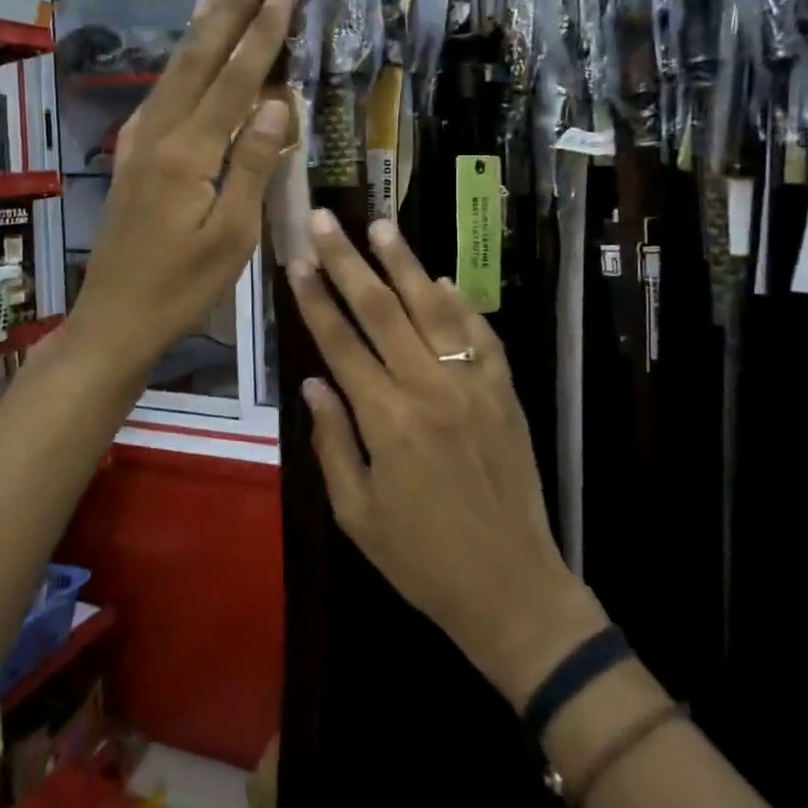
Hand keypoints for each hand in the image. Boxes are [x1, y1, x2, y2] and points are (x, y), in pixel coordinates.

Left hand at [70, 0, 290, 374]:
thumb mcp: (231, 235)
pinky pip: (161, 99)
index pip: (234, 80)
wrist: (114, 319)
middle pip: (197, 62)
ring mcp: (139, 145)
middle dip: (228, 15)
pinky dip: (180, 69)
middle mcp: (159, 135)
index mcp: (188, 153)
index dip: (261, 34)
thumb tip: (279, 106)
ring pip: (173, 75)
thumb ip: (253, 166)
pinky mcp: (131, 159)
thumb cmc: (183, 287)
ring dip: (201, 34)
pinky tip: (185, 62)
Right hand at [287, 212, 606, 708]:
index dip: (315, 299)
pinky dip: (461, 305)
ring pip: (434, 309)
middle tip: (326, 221)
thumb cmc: (422, 560)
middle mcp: (429, 388)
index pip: (341, 343)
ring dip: (405, 264)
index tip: (297, 261)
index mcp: (387, 420)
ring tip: (381, 226)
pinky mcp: (506, 392)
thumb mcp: (358, 514)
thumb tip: (313, 383)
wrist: (511, 586)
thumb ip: (333, 443)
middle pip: (382, 311)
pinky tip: (443, 280)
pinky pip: (482, 336)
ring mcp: (474, 385)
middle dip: (348, 262)